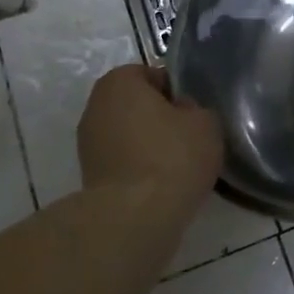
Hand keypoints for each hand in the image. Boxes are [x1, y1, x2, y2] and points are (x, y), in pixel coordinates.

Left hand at [76, 64, 222, 207]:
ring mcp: (88, 144)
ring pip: (129, 136)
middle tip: (188, 139)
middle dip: (161, 119)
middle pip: (138, 106)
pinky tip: (160, 186)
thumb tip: (181, 114)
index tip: (194, 115)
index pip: (153, 76)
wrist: (135, 217)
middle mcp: (95, 106)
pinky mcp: (89, 176)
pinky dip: (139, 170)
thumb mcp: (205, 122)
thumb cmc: (172, 157)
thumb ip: (195, 109)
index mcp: (119, 81)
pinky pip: (123, 162)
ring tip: (177, 167)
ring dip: (149, 146)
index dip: (177, 93)